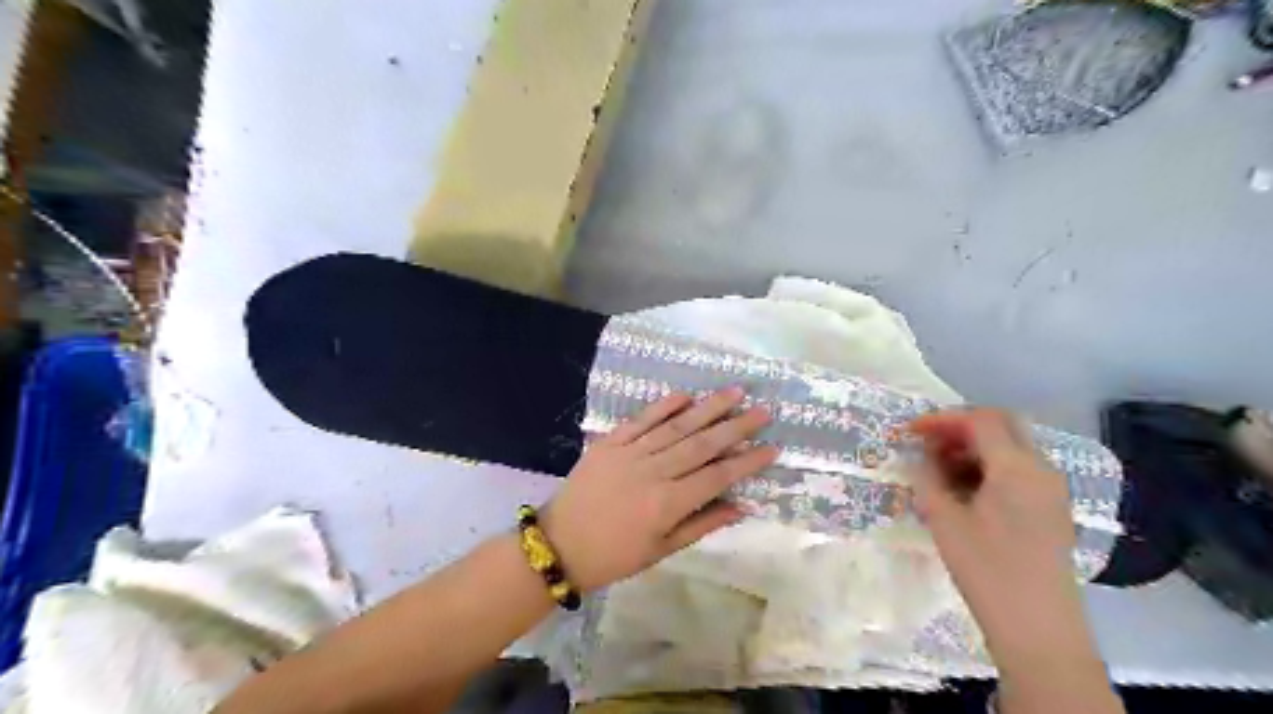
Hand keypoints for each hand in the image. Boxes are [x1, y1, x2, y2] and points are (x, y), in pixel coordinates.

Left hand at [539, 389, 776, 592]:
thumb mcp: (662, 551)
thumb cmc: (614, 556)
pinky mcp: (609, 442)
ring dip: (707, 408)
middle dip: (736, 426)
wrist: (559, 544)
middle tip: (763, 410)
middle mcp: (653, 472)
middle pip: (702, 444)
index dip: (747, 461)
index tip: (772, 447)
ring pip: (676, 426)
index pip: (717, 476)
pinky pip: (641, 420)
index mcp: (667, 504)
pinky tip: (686, 395)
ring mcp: (629, 453)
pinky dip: (664, 406)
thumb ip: (702, 524)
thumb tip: (741, 506)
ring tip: (734, 392)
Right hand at [904, 411, 1081, 655]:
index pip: (980, 420)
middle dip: (959, 429)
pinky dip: (988, 468)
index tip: (910, 432)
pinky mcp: (1050, 509)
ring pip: (1010, 448)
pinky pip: (1018, 471)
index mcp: (1017, 467)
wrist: (1038, 629)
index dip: (941, 419)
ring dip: (973, 449)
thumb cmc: (986, 570)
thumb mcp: (944, 520)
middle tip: (925, 446)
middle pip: (1001, 426)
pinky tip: (963, 492)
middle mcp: (1041, 469)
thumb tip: (918, 456)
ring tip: (938, 471)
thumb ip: (927, 478)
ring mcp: (1050, 490)